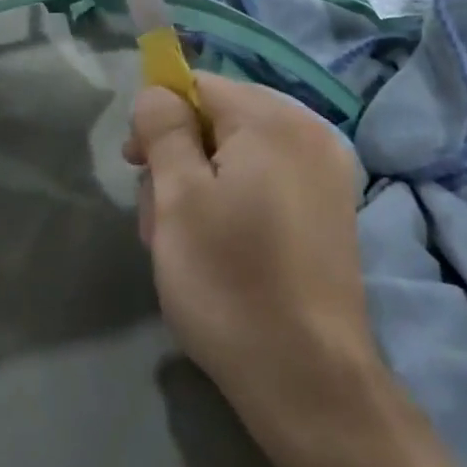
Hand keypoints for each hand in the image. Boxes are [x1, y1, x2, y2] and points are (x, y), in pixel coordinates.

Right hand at [124, 74, 376, 428]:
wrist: (308, 380)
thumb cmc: (230, 280)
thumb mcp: (178, 198)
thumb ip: (164, 129)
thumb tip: (158, 92)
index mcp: (274, 120)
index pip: (198, 85)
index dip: (158, 117)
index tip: (135, 164)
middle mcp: (310, 133)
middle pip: (220, 118)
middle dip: (179, 157)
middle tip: (158, 216)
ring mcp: (327, 174)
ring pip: (239, 154)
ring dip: (201, 185)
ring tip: (183, 244)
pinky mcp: (330, 212)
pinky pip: (267, 182)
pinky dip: (234, 202)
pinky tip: (220, 250)